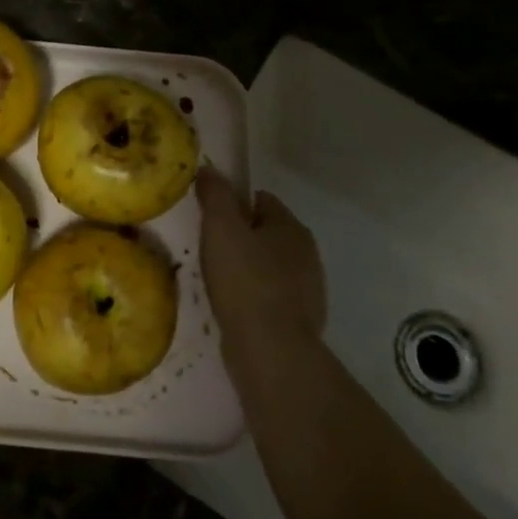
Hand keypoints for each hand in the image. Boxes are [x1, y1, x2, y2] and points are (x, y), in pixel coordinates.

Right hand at [196, 167, 325, 354]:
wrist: (271, 349)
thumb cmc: (245, 280)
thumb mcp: (221, 228)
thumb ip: (216, 195)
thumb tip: (210, 169)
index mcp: (291, 226)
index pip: (261, 200)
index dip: (233, 205)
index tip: (210, 220)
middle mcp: (307, 253)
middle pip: (267, 233)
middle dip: (241, 238)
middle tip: (209, 250)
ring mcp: (308, 289)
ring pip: (270, 266)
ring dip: (248, 269)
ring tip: (218, 281)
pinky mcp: (300, 319)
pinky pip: (271, 296)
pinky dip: (254, 297)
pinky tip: (234, 307)